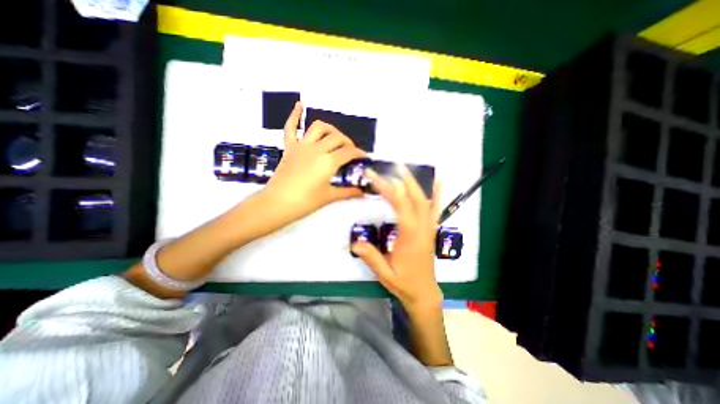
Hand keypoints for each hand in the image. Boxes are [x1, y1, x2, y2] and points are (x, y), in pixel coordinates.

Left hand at [263, 102, 365, 223]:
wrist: (277, 203)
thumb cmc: (305, 202)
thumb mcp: (329, 197)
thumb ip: (348, 192)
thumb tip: (362, 193)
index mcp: (328, 161)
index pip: (349, 152)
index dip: (359, 154)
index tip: (364, 158)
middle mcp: (317, 149)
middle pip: (337, 138)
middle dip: (348, 143)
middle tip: (350, 152)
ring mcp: (301, 146)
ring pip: (319, 128)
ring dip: (330, 130)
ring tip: (334, 138)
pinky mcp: (289, 148)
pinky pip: (290, 127)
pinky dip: (295, 115)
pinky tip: (299, 105)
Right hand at [350, 166, 444, 310]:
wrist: (424, 292)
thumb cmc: (404, 283)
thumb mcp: (385, 273)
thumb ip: (371, 257)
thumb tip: (355, 242)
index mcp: (409, 236)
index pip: (399, 206)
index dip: (388, 189)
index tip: (376, 177)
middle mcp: (421, 228)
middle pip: (413, 198)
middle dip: (401, 181)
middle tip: (391, 166)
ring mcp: (429, 227)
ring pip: (425, 200)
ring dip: (416, 183)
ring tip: (406, 169)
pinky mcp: (431, 229)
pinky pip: (436, 208)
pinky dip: (438, 194)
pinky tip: (440, 181)